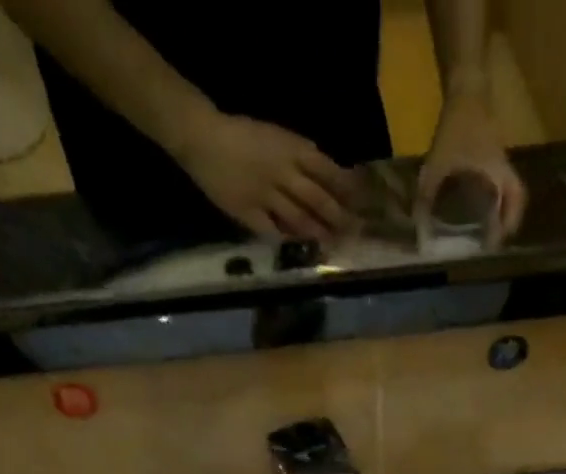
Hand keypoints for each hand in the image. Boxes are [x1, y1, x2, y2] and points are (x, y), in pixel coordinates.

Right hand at [175, 112, 354, 240]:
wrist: (202, 136)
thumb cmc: (241, 134)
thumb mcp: (276, 136)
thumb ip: (300, 156)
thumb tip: (327, 176)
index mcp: (291, 147)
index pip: (328, 170)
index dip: (347, 188)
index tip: (363, 202)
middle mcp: (283, 172)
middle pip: (318, 199)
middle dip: (339, 217)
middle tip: (356, 232)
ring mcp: (266, 195)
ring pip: (300, 218)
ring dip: (319, 233)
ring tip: (335, 244)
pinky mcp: (249, 213)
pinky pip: (274, 230)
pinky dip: (290, 239)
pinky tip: (302, 248)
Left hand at [417, 88, 525, 243]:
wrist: (465, 87)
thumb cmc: (457, 126)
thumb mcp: (438, 163)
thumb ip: (427, 193)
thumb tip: (419, 221)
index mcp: (498, 171)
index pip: (516, 198)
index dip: (511, 221)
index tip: (500, 240)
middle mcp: (503, 166)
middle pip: (515, 196)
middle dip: (508, 217)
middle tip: (495, 236)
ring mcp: (498, 157)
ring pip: (506, 187)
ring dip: (501, 206)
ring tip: (487, 224)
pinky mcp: (490, 151)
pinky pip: (496, 178)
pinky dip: (492, 193)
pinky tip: (477, 201)